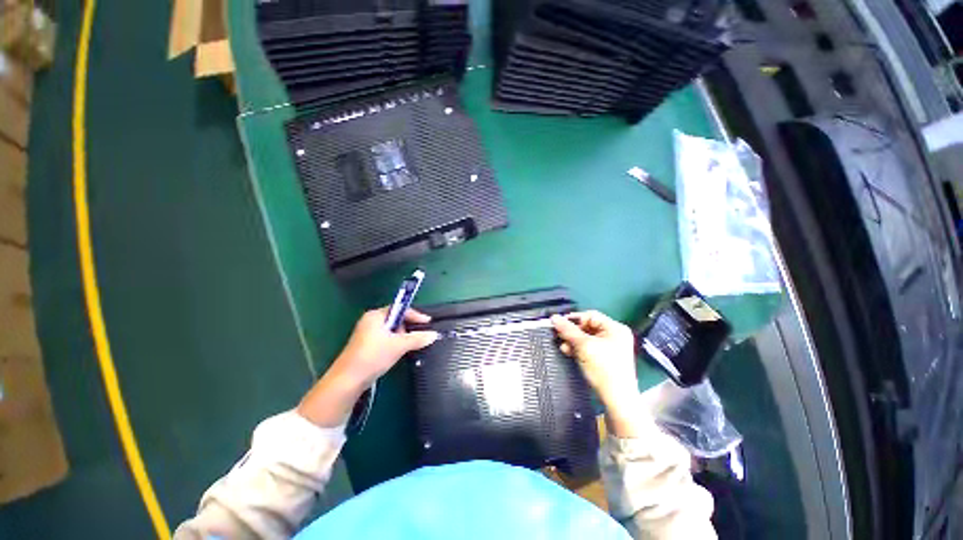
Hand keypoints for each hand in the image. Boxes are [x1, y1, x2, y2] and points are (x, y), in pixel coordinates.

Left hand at [298, 307, 438, 427]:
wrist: (347, 382)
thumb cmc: (373, 356)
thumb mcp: (399, 345)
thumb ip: (418, 338)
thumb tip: (434, 335)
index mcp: (376, 315)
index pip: (400, 308)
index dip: (415, 315)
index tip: (427, 323)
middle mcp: (370, 321)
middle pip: (396, 319)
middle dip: (408, 328)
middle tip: (417, 337)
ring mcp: (367, 334)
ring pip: (391, 331)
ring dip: (401, 337)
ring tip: (406, 347)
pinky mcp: (366, 346)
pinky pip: (386, 340)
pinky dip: (394, 344)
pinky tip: (396, 353)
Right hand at [552, 311, 643, 437]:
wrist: (617, 399)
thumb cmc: (604, 369)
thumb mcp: (584, 346)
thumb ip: (568, 330)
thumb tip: (554, 317)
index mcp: (615, 328)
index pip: (590, 316)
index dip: (574, 319)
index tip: (559, 324)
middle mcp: (614, 335)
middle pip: (588, 327)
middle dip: (572, 332)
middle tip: (559, 336)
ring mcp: (611, 348)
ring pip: (586, 338)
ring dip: (573, 341)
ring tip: (563, 347)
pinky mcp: (605, 358)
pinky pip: (589, 348)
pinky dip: (578, 349)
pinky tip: (569, 352)